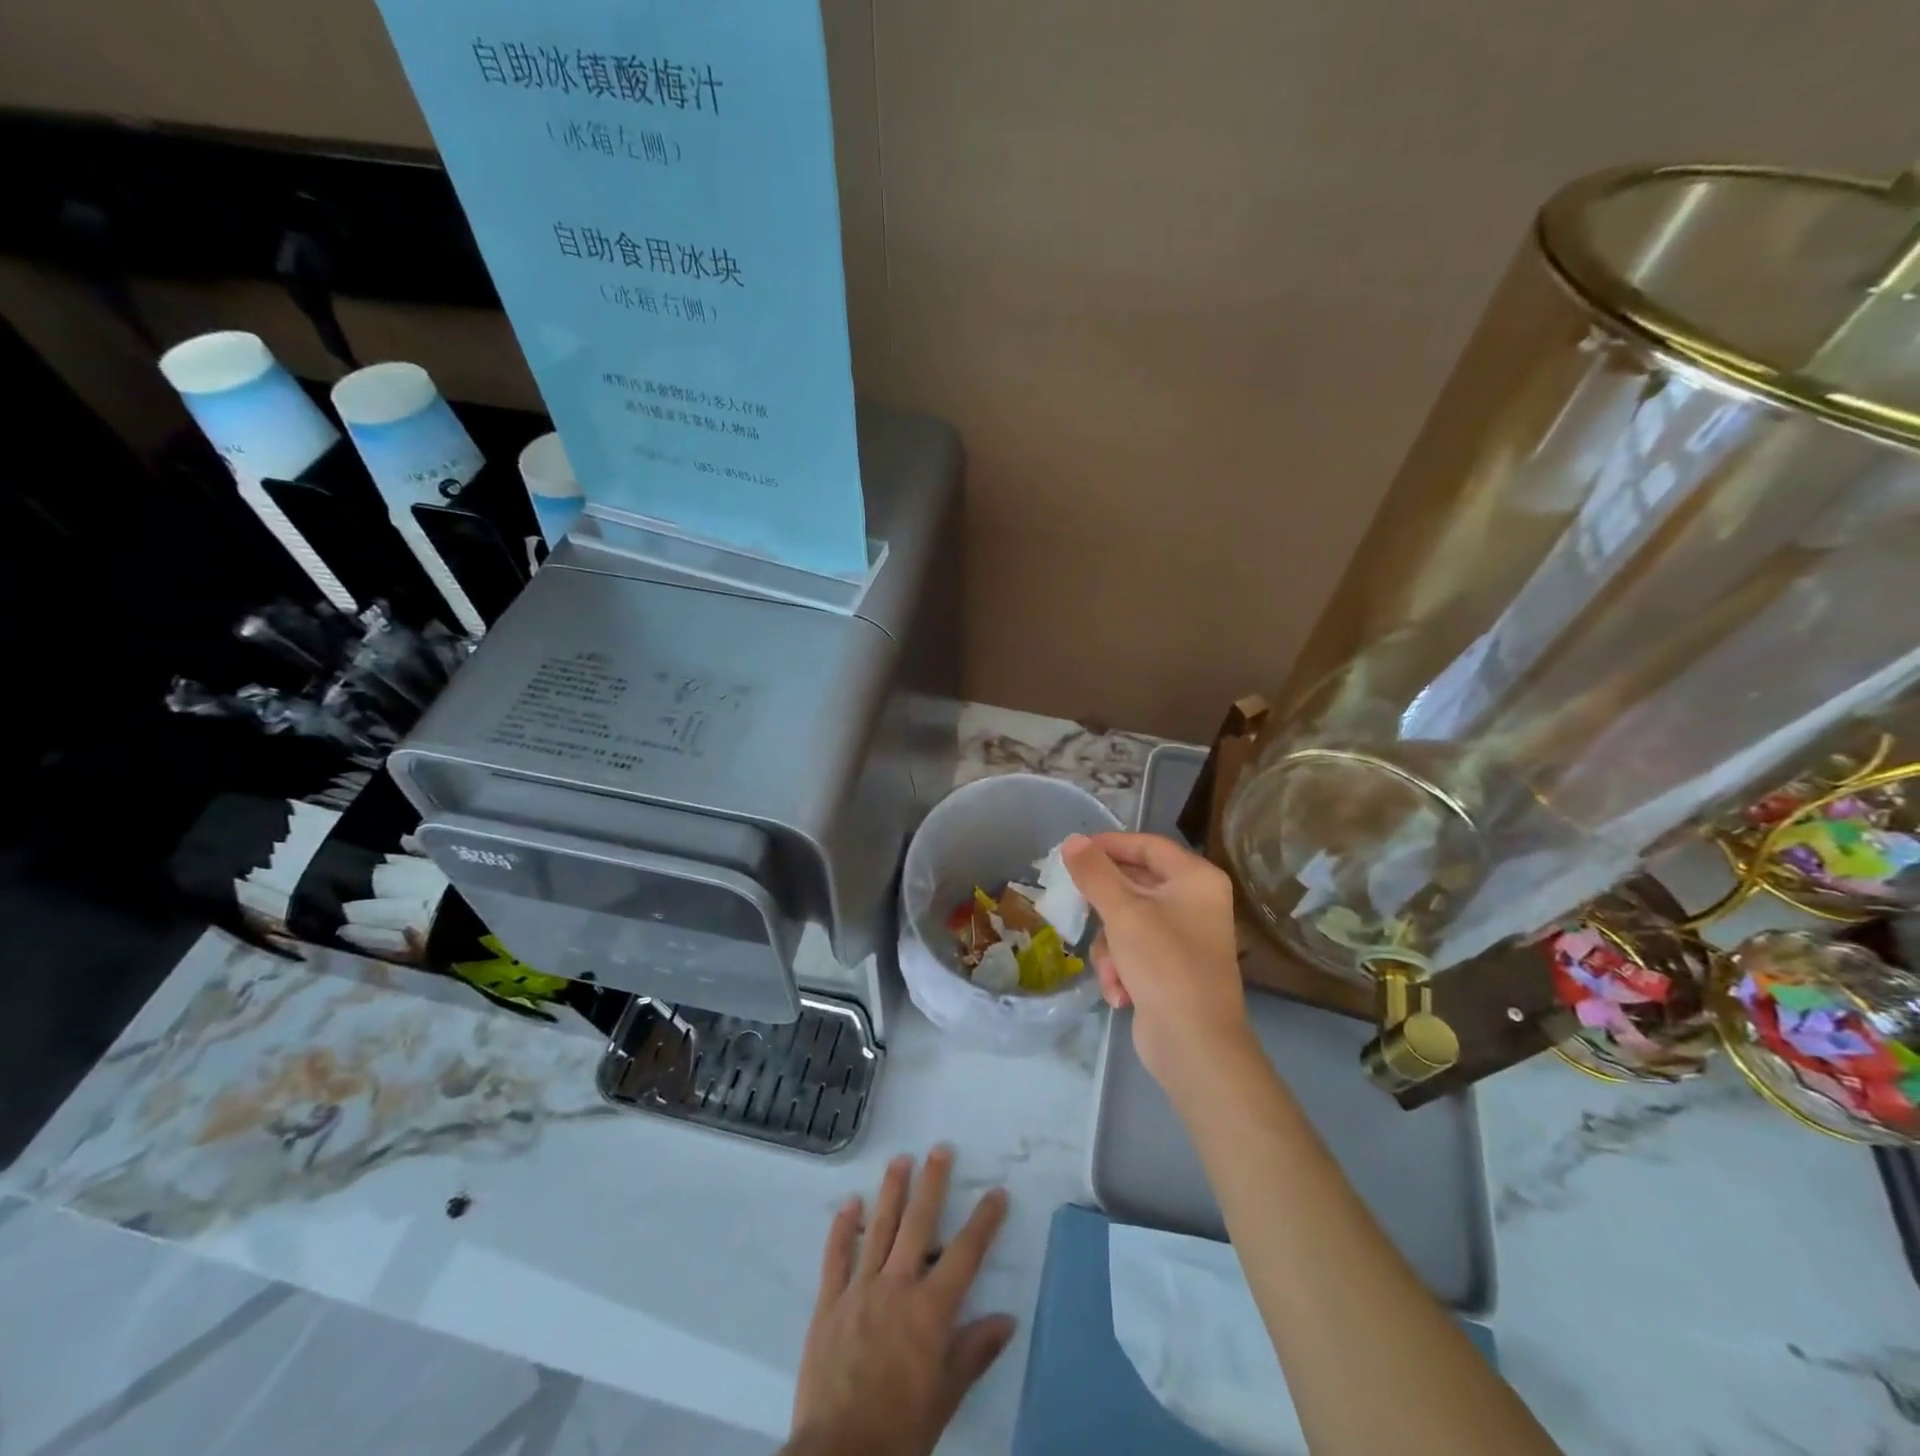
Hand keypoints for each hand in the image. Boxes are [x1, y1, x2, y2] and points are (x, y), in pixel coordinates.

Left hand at [786, 1148, 1014, 1455]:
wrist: (840, 1455)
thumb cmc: (901, 1429)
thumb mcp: (946, 1396)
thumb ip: (974, 1353)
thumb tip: (1007, 1320)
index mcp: (930, 1310)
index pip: (965, 1254)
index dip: (984, 1221)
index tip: (997, 1192)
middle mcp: (897, 1287)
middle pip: (918, 1224)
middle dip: (932, 1184)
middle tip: (940, 1150)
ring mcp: (860, 1290)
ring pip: (878, 1229)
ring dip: (891, 1192)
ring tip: (900, 1160)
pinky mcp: (829, 1303)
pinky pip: (836, 1257)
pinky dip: (842, 1228)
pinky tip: (849, 1203)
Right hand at [1064, 832, 1253, 1088]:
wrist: (1195, 1045)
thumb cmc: (1164, 964)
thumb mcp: (1123, 913)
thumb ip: (1094, 873)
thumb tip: (1072, 840)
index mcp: (1196, 879)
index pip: (1147, 845)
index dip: (1109, 844)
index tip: (1073, 851)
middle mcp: (1195, 902)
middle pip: (1134, 885)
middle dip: (1104, 907)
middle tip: (1075, 905)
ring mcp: (1184, 937)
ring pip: (1127, 921)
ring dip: (1110, 947)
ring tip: (1112, 970)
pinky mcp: (1171, 967)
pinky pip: (1134, 950)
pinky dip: (1121, 968)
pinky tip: (1120, 993)